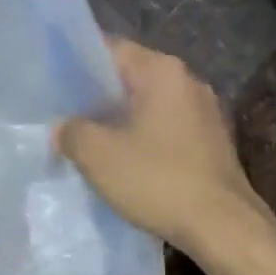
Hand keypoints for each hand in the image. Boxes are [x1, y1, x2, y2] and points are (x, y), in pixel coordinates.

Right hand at [55, 39, 264, 254]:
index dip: (78, 65)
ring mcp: (206, 114)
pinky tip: (128, 166)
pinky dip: (146, 142)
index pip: (111, 49)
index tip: (53, 87)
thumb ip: (72, 132)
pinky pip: (168, 132)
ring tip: (92, 145)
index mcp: (163, 71)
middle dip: (98, 99)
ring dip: (122, 124)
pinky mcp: (213, 144)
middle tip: (66, 120)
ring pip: (151, 108)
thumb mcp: (98, 156)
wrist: (222, 226)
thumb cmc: (158, 181)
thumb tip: (63, 128)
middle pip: (132, 79)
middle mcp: (189, 82)